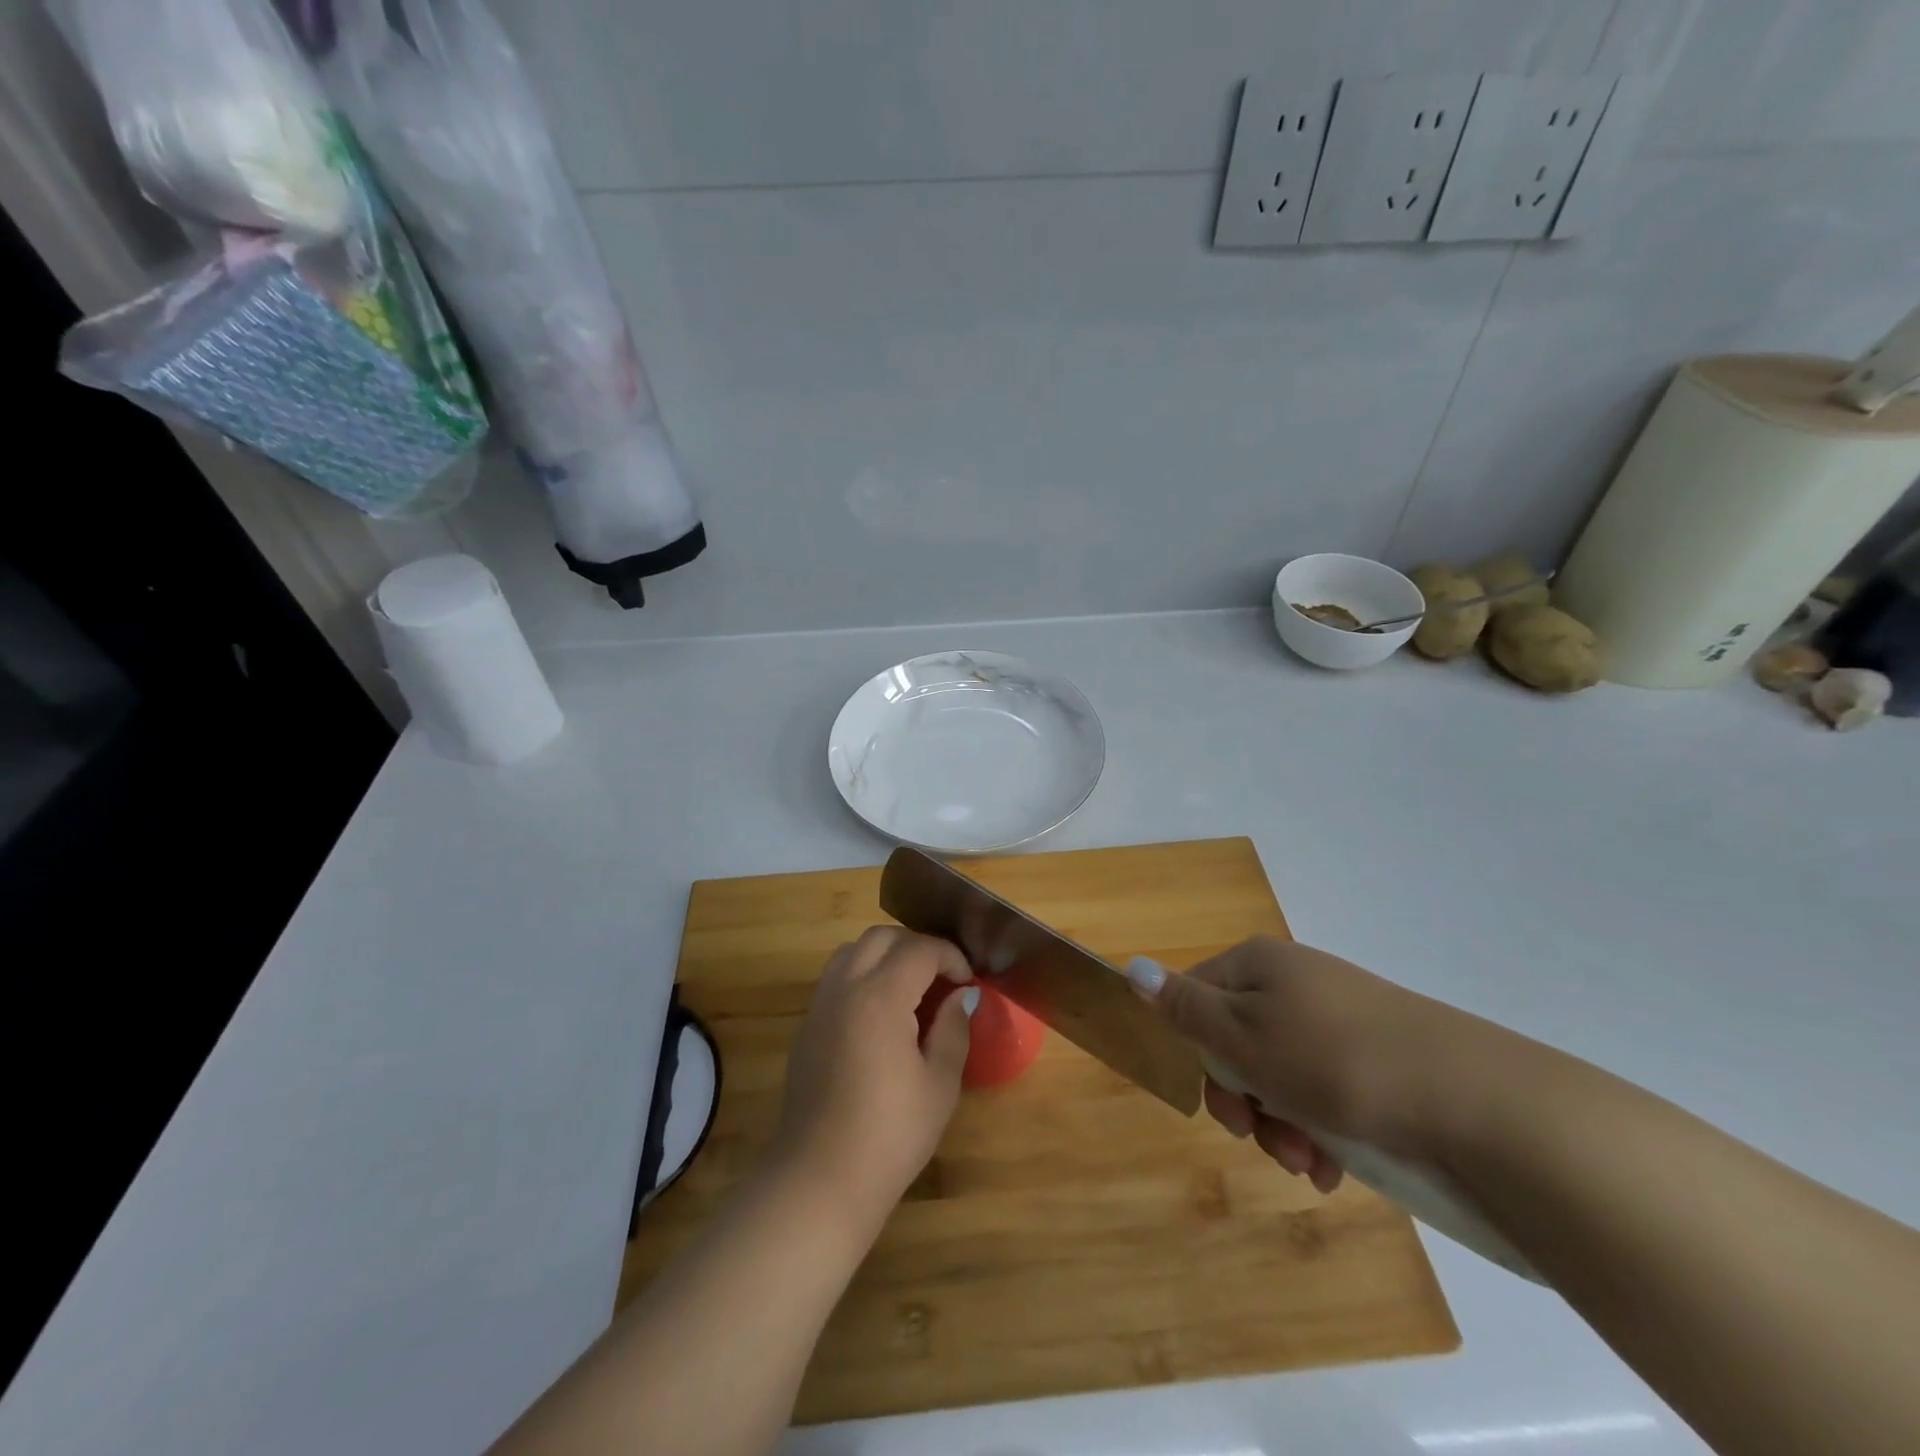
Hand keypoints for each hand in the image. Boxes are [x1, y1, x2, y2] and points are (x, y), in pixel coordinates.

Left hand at [770, 927, 976, 1231]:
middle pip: (882, 937)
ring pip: (853, 950)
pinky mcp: (807, 1025)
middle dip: (917, 946)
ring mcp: (820, 1004)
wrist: (820, 1178)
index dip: (950, 956)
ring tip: (911, 988)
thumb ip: (953, 1029)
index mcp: (881, 996)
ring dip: (885, 954)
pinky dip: (862, 973)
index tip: (967, 981)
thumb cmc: (890, 1134)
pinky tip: (880, 1011)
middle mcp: (846, 987)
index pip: (920, 949)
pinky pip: (836, 976)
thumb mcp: (939, 1084)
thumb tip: (961, 996)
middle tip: (942, 978)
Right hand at [1130, 937, 1488, 1190]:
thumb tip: (1131, 968)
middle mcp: (1294, 981)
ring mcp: (1338, 1017)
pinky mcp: (1376, 1055)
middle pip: (1237, 1041)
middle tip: (1267, 1141)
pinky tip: (1334, 1164)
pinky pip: (1324, 1088)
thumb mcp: (1243, 1037)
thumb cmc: (1334, 1062)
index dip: (1199, 1056)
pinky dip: (1320, 1127)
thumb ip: (1183, 1007)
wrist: (1476, 1100)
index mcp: (1257, 963)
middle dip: (1244, 1102)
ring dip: (1281, 1124)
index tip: (1224, 1106)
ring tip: (1309, 1163)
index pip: (1194, 999)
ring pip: (1280, 1073)